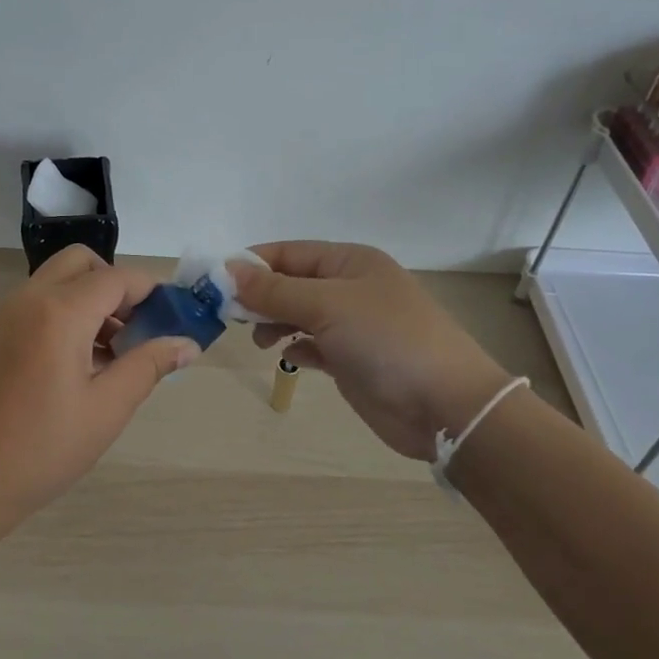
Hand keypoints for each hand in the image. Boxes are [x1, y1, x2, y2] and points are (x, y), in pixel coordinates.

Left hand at [0, 246, 197, 547]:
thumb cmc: (41, 449)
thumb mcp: (106, 409)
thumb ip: (149, 365)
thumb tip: (187, 343)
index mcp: (60, 312)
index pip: (118, 278)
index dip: (153, 292)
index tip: (178, 317)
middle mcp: (31, 299)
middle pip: (83, 264)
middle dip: (118, 286)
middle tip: (140, 329)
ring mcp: (8, 315)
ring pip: (61, 282)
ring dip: (94, 300)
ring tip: (118, 355)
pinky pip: (42, 304)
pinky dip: (70, 314)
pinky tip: (86, 365)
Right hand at [231, 242, 511, 460]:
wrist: (445, 405)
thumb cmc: (387, 340)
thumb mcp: (328, 305)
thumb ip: (275, 290)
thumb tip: (229, 270)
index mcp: (350, 262)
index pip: (288, 252)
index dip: (251, 264)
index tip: (214, 283)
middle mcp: (350, 288)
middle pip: (291, 283)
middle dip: (259, 296)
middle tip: (228, 316)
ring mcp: (352, 325)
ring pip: (298, 314)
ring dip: (274, 322)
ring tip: (259, 339)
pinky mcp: (352, 359)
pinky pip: (312, 344)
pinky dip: (295, 347)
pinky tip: (287, 357)